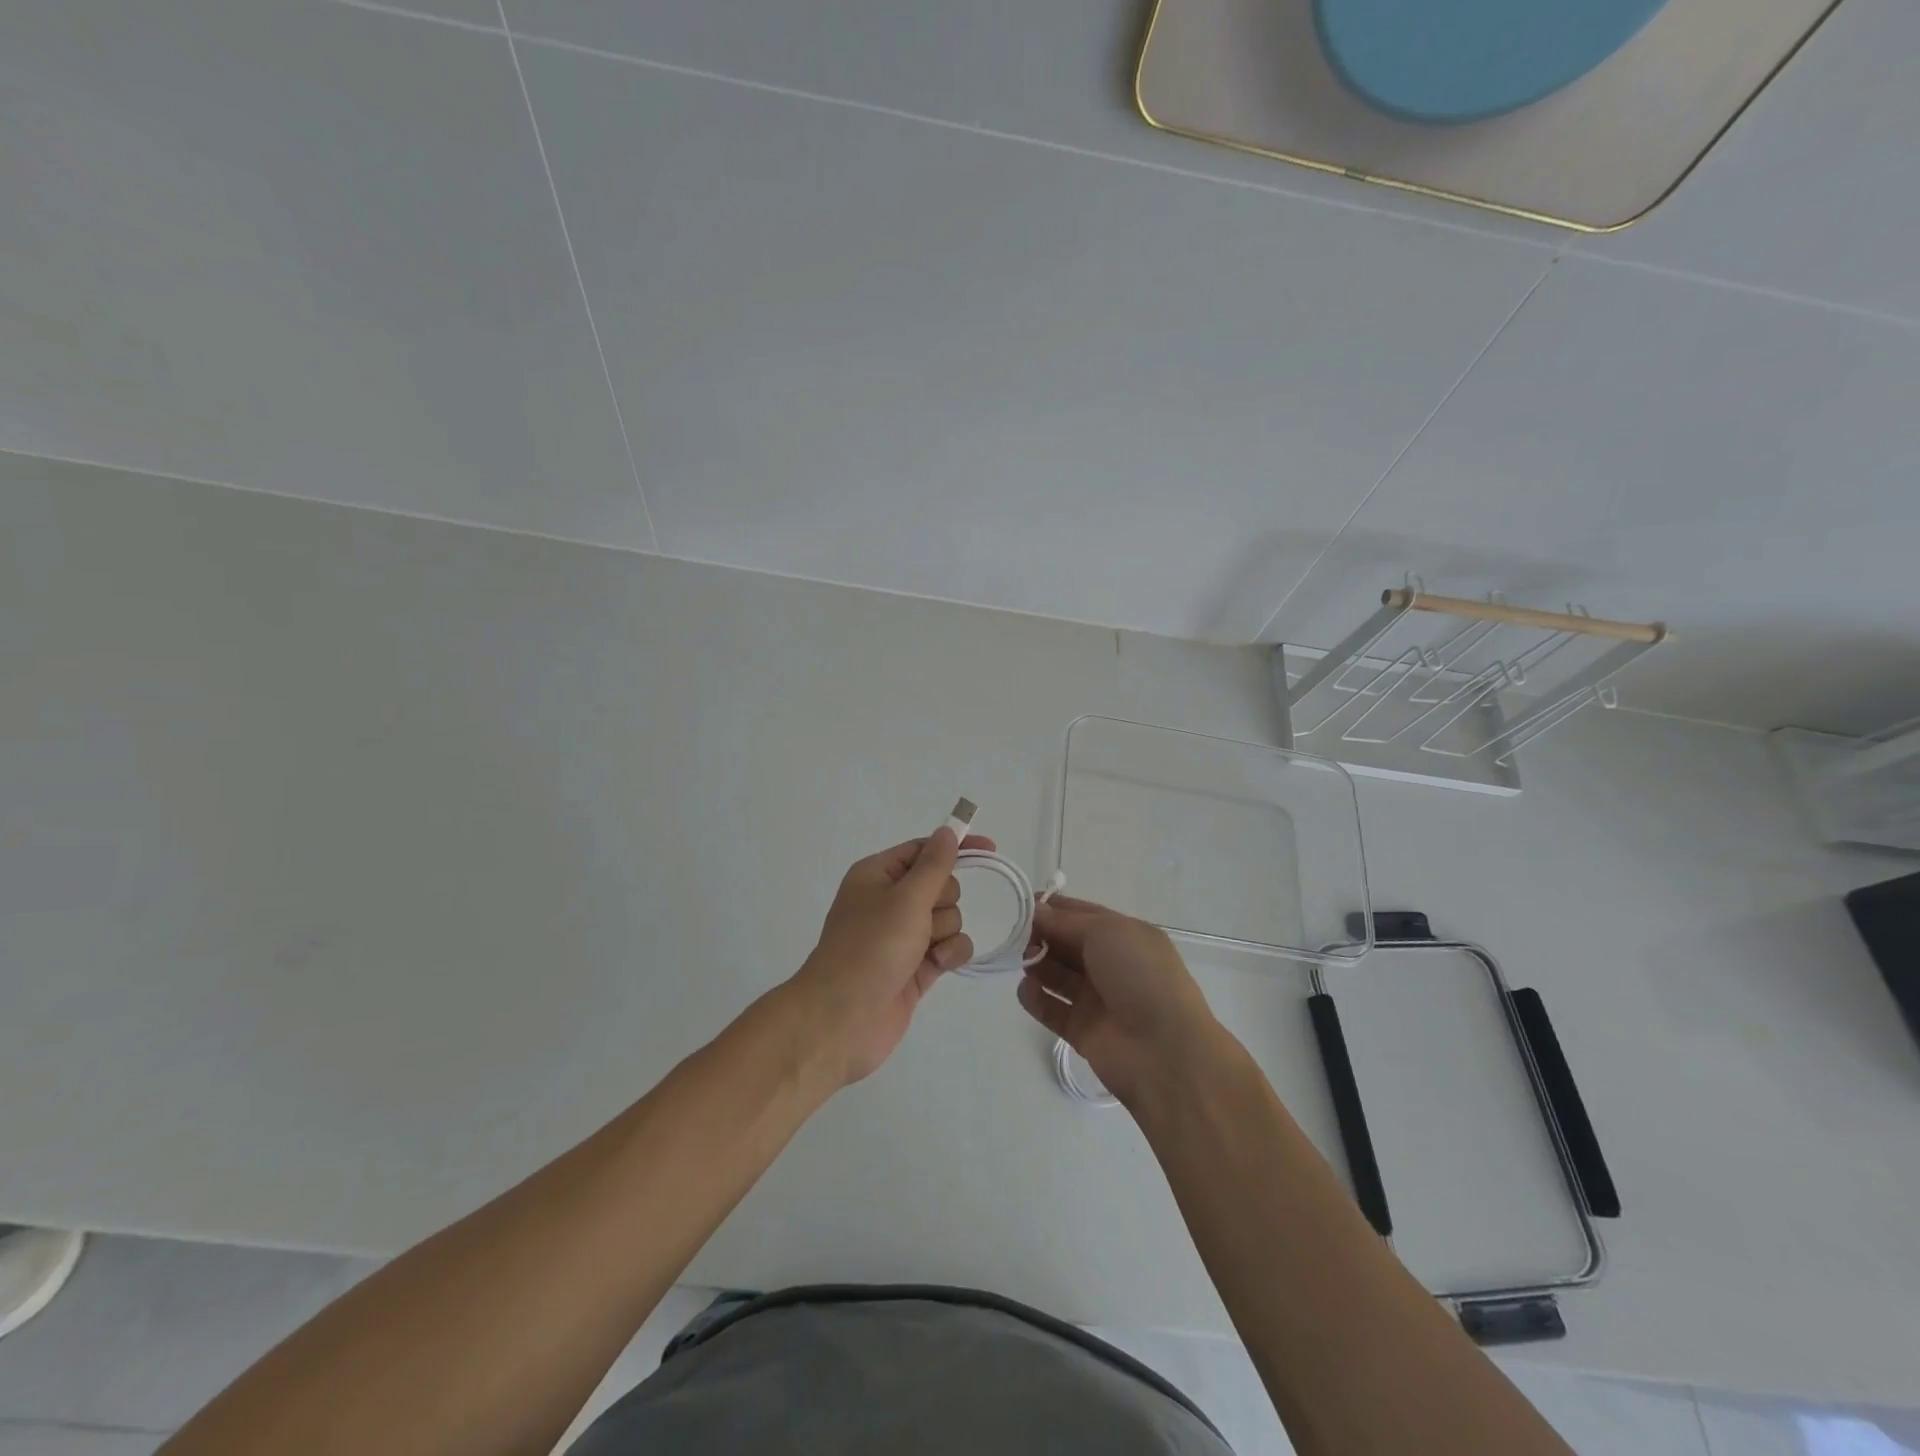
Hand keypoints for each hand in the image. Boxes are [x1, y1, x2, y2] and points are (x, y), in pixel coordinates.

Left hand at [788, 827, 994, 1086]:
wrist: (842, 1019)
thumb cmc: (871, 947)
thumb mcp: (905, 898)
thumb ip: (934, 865)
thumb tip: (948, 831)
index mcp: (878, 875)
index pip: (924, 850)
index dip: (955, 848)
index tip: (990, 849)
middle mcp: (890, 901)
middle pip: (942, 885)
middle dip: (943, 901)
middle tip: (924, 918)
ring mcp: (903, 936)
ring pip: (949, 918)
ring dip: (945, 931)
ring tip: (924, 950)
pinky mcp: (916, 967)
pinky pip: (949, 947)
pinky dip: (949, 953)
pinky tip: (936, 965)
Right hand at [1017, 895, 1225, 1107]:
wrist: (1165, 1052)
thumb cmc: (1140, 977)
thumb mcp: (1107, 932)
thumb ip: (1067, 921)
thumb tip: (1038, 912)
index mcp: (1125, 936)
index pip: (1082, 914)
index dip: (1053, 908)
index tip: (1021, 904)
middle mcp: (1111, 965)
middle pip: (1067, 943)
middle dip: (1041, 935)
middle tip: (1018, 935)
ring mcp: (1097, 999)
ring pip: (1057, 975)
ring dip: (1037, 964)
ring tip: (1024, 962)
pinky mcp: (1082, 1030)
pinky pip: (1051, 1009)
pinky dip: (1035, 998)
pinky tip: (1026, 990)